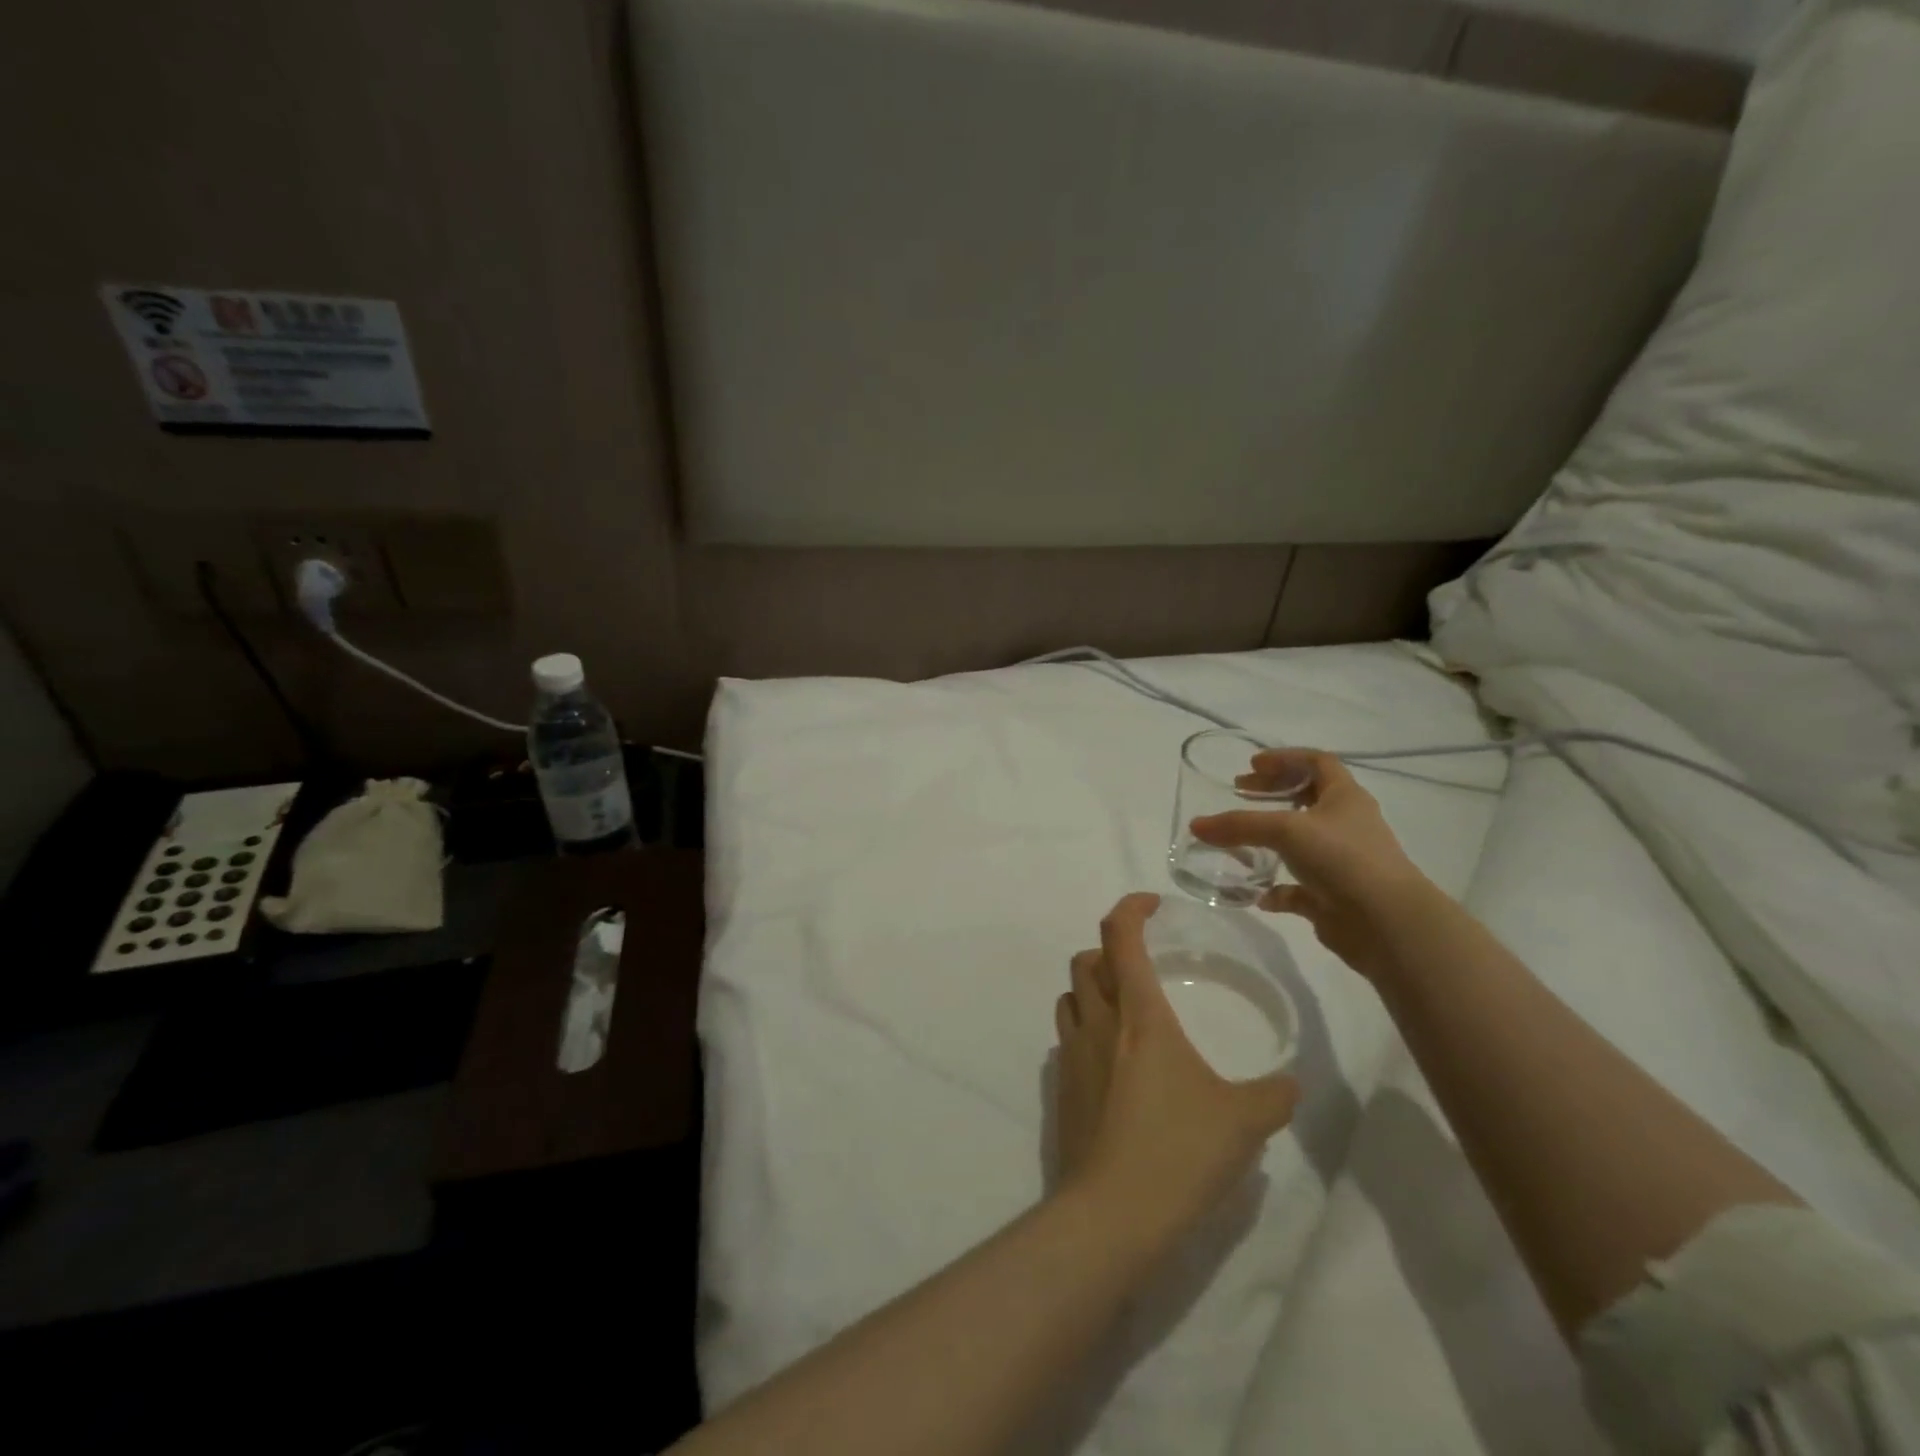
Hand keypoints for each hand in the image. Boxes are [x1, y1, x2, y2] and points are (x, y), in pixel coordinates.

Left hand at [1053, 893, 1297, 1245]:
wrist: (1113, 1212)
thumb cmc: (1179, 1151)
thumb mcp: (1245, 1122)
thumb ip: (1274, 1095)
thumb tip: (1291, 1084)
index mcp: (1139, 1014)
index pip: (1120, 936)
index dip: (1130, 908)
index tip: (1151, 904)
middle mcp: (1098, 1022)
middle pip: (1084, 959)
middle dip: (1108, 949)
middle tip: (1140, 965)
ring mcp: (1072, 1054)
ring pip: (1070, 995)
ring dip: (1091, 988)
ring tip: (1124, 1009)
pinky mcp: (1061, 1087)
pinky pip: (1066, 1037)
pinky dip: (1084, 1029)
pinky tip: (1112, 1062)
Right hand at [1188, 749, 1431, 980]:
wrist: (1387, 924)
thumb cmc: (1342, 859)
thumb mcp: (1286, 831)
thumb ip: (1238, 825)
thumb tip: (1195, 825)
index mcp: (1345, 797)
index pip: (1318, 762)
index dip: (1285, 758)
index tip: (1252, 764)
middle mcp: (1346, 824)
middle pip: (1309, 798)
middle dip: (1273, 793)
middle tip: (1240, 793)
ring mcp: (1342, 862)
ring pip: (1303, 842)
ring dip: (1272, 838)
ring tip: (1239, 838)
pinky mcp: (1334, 896)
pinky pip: (1299, 887)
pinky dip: (1276, 887)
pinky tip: (1256, 891)